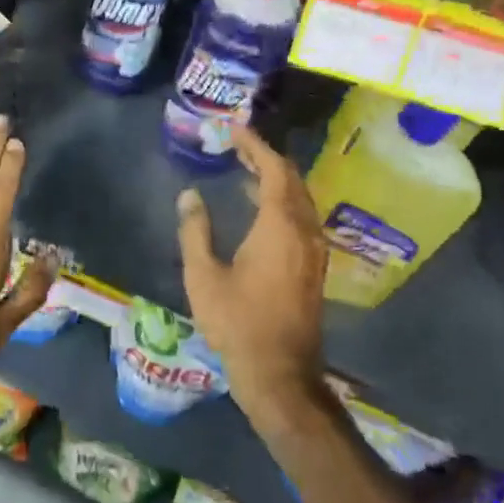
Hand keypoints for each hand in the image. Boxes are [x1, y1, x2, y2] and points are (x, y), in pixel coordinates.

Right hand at [175, 125, 328, 433]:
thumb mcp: (203, 276)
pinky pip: (301, 217)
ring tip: (244, 170)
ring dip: (275, 180)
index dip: (254, 145)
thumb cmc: (237, 322)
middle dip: (266, 158)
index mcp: (280, 225)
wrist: (280, 372)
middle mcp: (304, 230)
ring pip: (299, 199)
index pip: (274, 169)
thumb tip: (189, 196)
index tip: (234, 129)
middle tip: (237, 146)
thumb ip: (195, 230)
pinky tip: (259, 208)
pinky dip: (282, 201)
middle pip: (292, 179)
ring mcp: (314, 250)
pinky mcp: (313, 266)